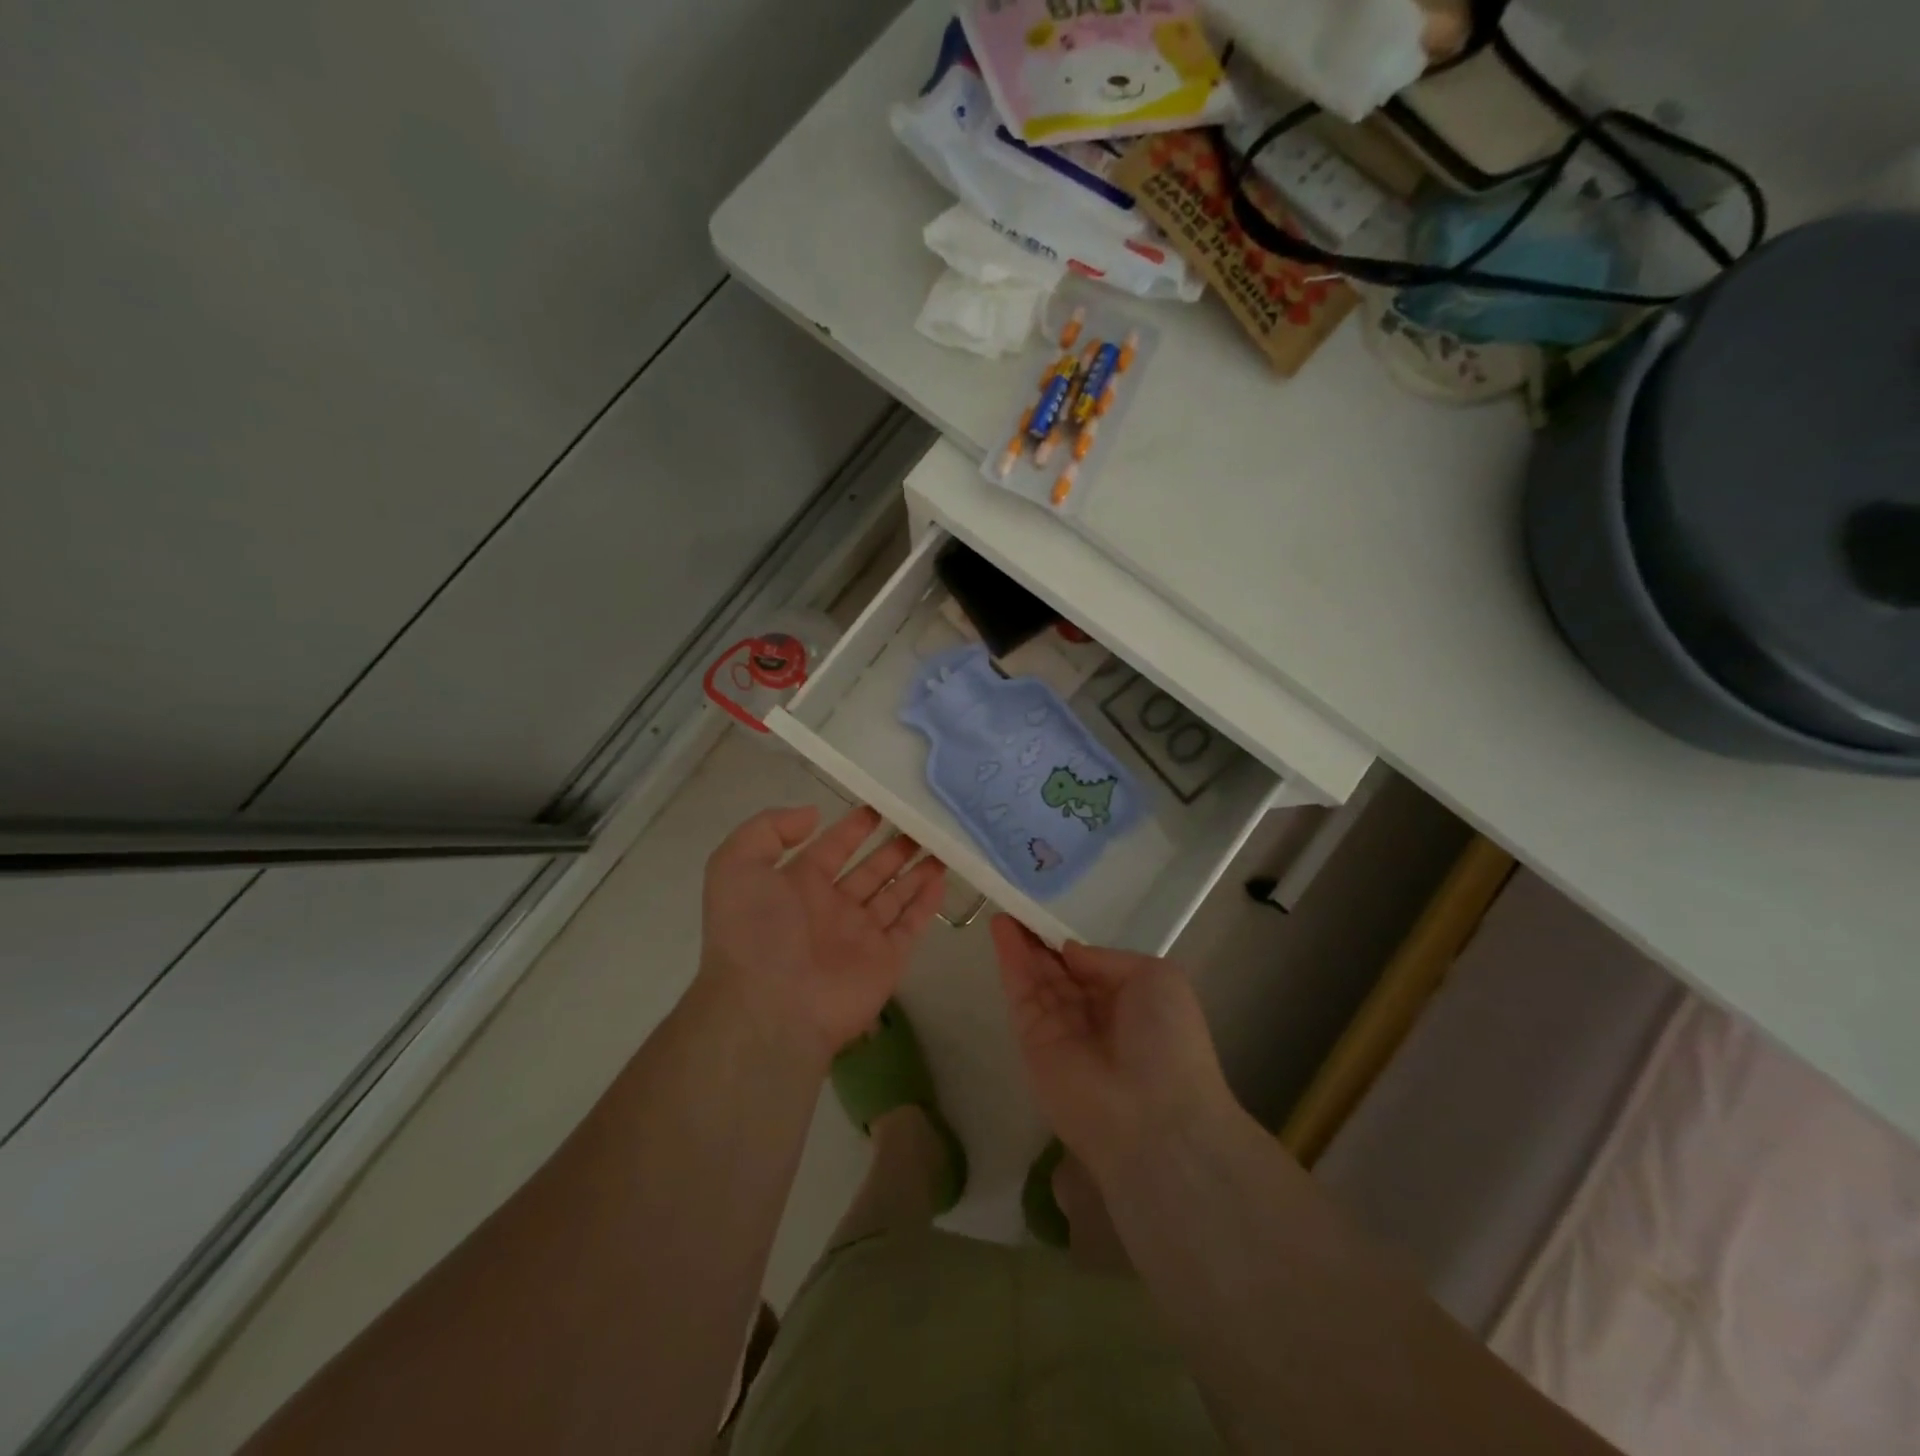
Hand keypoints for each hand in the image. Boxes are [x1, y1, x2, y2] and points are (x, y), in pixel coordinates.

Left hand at [698, 804, 946, 1064]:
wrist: (770, 1007)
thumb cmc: (754, 932)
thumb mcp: (736, 865)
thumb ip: (769, 829)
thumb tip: (813, 815)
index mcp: (797, 886)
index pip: (832, 849)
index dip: (853, 828)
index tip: (879, 807)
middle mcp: (831, 909)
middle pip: (869, 870)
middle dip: (893, 847)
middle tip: (921, 823)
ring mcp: (860, 936)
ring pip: (894, 895)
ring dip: (915, 870)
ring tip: (941, 844)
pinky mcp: (886, 960)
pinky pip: (911, 925)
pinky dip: (927, 903)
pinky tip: (942, 878)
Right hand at [992, 916, 1237, 1175]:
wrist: (1152, 1116)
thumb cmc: (1167, 1041)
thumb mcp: (1156, 978)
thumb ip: (1107, 959)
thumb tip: (1069, 953)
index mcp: (1128, 1001)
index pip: (1089, 965)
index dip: (1067, 940)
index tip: (1048, 909)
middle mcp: (1092, 1014)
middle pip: (1057, 970)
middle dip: (1038, 939)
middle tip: (1017, 903)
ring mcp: (1059, 1029)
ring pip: (1035, 978)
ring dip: (1019, 944)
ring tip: (1004, 905)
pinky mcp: (1031, 1042)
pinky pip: (1020, 995)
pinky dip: (1010, 962)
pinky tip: (1001, 930)